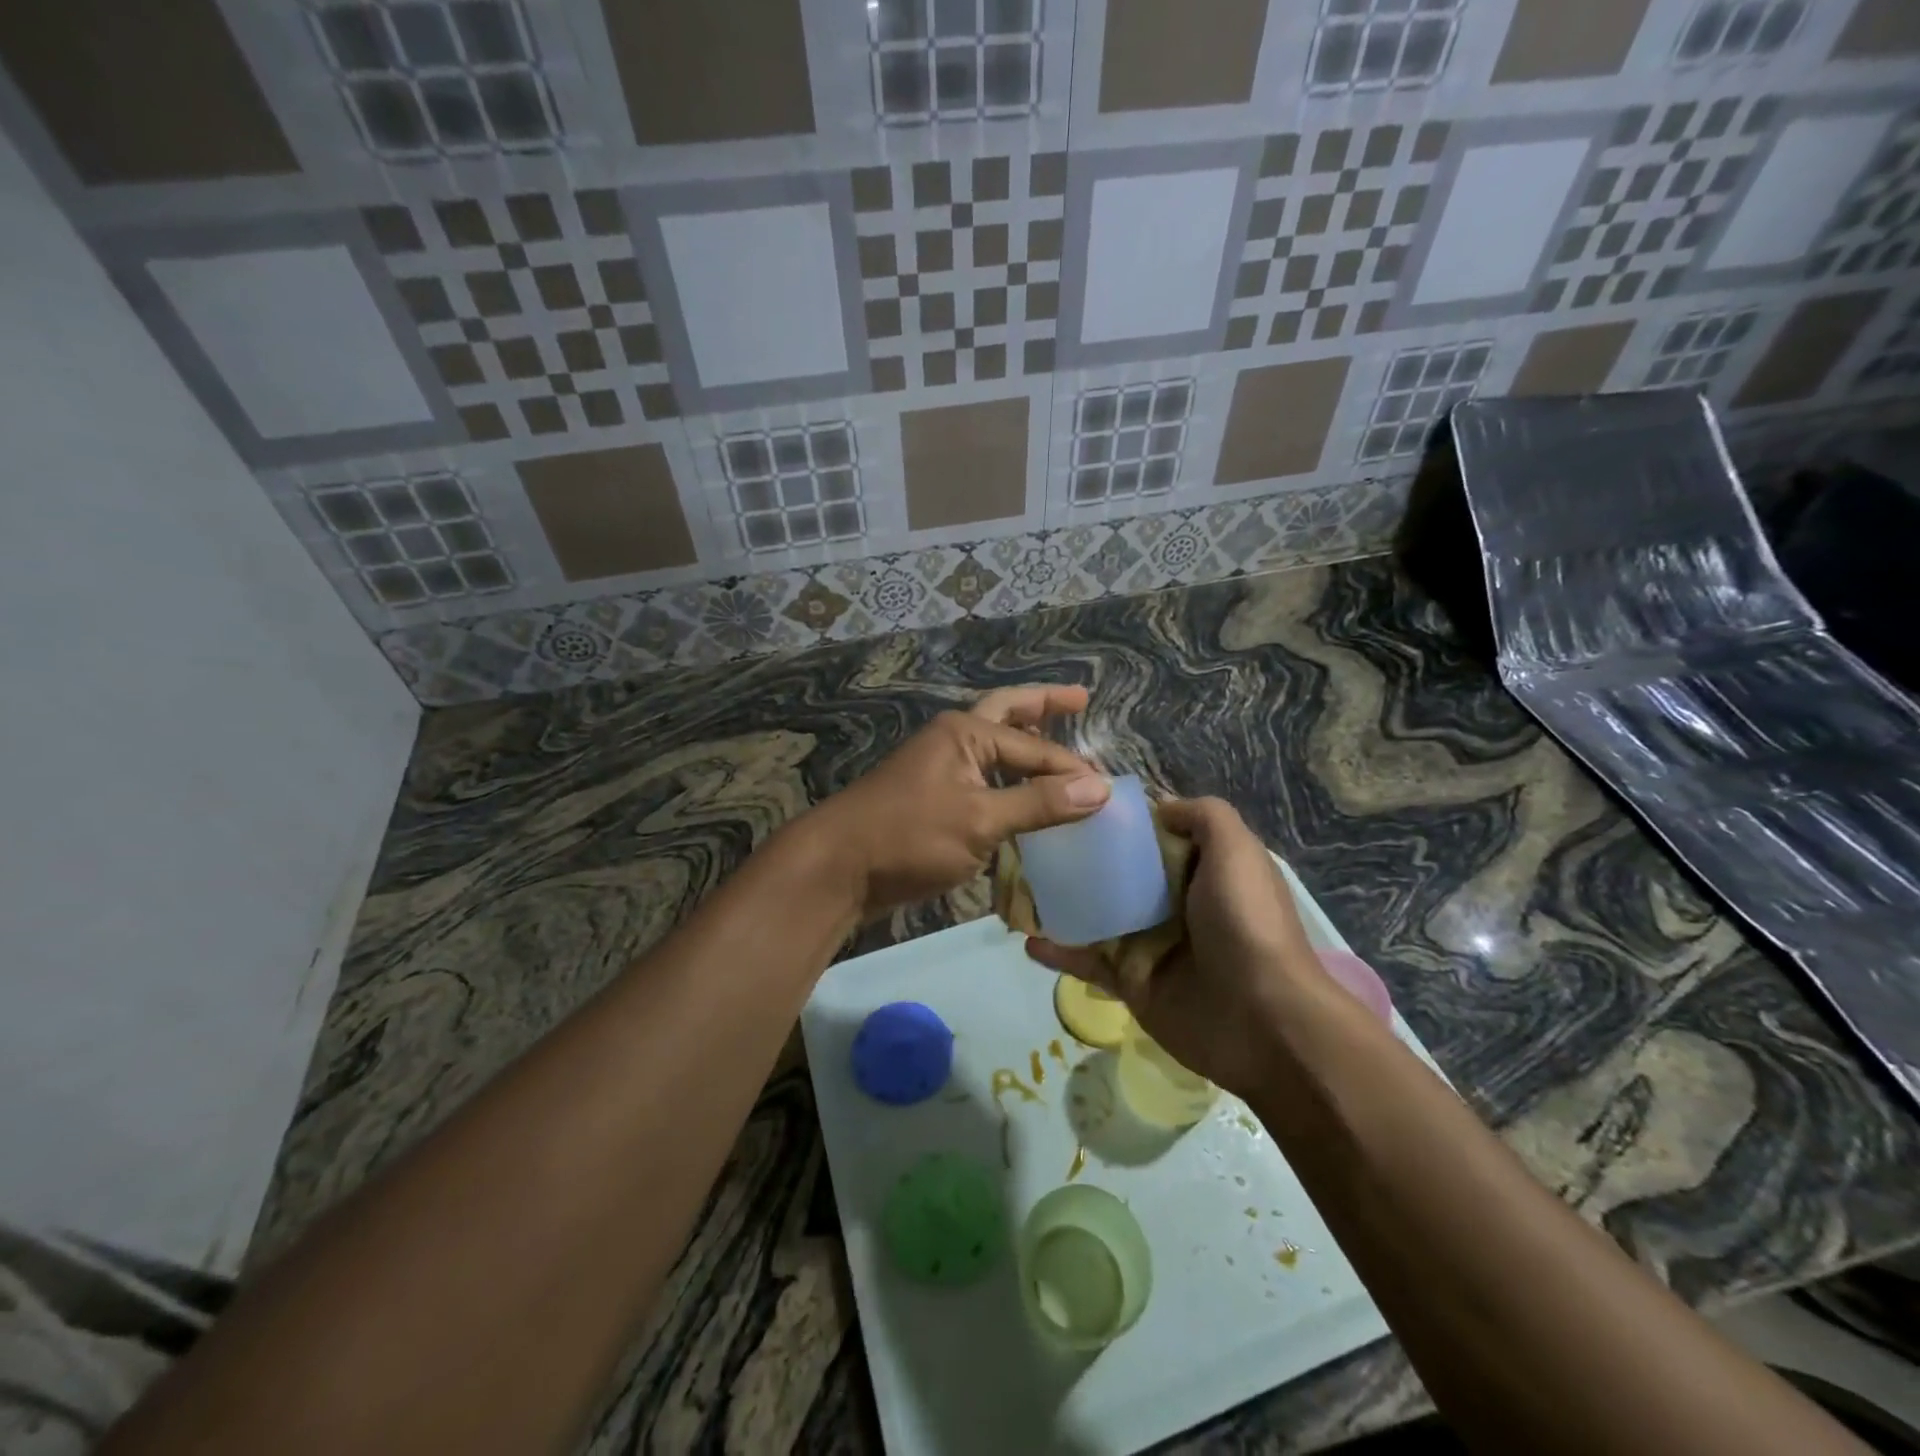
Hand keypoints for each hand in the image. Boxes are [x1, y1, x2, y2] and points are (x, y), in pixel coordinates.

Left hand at [807, 685, 1110, 918]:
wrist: (837, 868)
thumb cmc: (909, 836)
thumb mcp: (980, 820)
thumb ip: (1039, 804)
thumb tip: (1100, 789)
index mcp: (966, 732)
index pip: (1035, 748)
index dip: (1073, 770)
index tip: (1108, 795)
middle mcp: (954, 740)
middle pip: (1008, 714)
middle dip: (1044, 705)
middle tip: (1080, 697)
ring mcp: (940, 769)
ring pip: (993, 749)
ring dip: (1025, 745)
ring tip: (1058, 741)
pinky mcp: (933, 800)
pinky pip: (982, 781)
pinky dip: (1008, 782)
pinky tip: (1024, 798)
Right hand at [1027, 797, 1322, 1096]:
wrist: (1262, 1021)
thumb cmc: (1246, 923)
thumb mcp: (1237, 850)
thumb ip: (1203, 815)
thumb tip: (1159, 807)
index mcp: (1201, 870)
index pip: (1153, 835)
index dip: (1120, 820)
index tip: (1075, 803)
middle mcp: (1174, 902)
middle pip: (1118, 872)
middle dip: (1079, 858)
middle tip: (1032, 842)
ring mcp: (1149, 943)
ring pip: (1096, 914)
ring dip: (1060, 903)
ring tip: (1016, 886)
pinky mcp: (1129, 982)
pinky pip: (1087, 961)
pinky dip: (1059, 951)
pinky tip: (1028, 941)